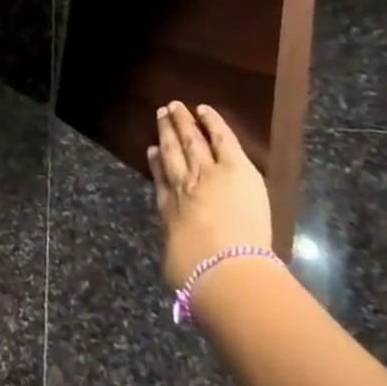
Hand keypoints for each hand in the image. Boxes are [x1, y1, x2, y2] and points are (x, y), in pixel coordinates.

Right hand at [148, 101, 271, 290]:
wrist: (223, 270)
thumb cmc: (197, 278)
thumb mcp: (178, 270)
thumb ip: (179, 260)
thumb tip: (179, 271)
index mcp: (169, 212)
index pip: (161, 182)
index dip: (156, 164)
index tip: (152, 150)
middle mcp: (182, 186)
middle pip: (171, 153)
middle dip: (166, 133)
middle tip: (161, 113)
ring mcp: (207, 174)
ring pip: (190, 140)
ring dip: (182, 122)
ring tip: (174, 107)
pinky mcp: (235, 169)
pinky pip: (221, 138)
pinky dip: (211, 122)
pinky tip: (203, 110)